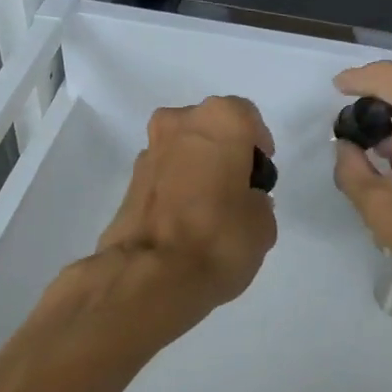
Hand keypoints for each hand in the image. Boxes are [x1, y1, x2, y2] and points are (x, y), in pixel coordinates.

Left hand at [95, 96, 278, 311]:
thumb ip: (256, 201)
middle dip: (223, 152)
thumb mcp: (263, 223)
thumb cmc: (220, 237)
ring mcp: (149, 151)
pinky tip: (186, 222)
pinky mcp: (129, 181)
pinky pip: (164, 175)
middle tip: (236, 188)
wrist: (151, 275)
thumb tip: (242, 202)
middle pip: (210, 128)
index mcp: (219, 120)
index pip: (246, 117)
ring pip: (183, 149)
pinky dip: (176, 188)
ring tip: (210, 210)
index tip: (260, 174)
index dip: (257, 145)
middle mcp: (179, 123)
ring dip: (196, 168)